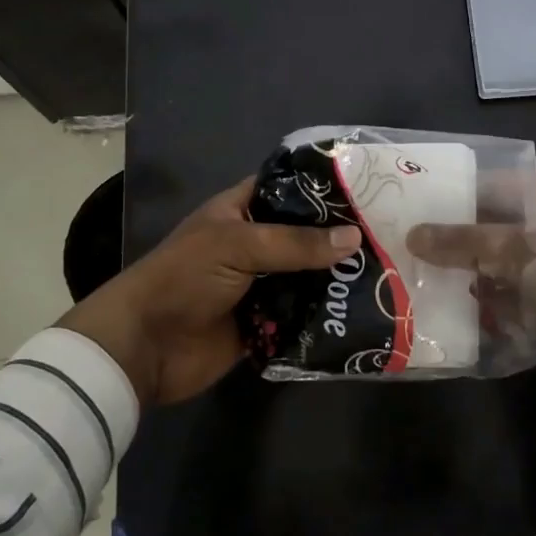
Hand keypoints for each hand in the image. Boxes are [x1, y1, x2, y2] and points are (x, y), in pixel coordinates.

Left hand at [58, 179, 360, 407]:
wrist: (144, 347)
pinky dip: (325, 314)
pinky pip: (302, 314)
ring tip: (388, 271)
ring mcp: (261, 284)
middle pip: (305, 235)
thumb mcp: (238, 245)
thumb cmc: (184, 278)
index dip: (322, 188)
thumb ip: (296, 243)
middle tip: (390, 233)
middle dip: (340, 237)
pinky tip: (363, 310)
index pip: (288, 189)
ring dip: (337, 277)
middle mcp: (255, 243)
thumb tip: (355, 238)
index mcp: (242, 211)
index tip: (366, 188)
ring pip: (308, 275)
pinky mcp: (265, 322)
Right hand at [407, 174, 535, 411]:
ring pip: (498, 264)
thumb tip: (414, 235)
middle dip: (455, 238)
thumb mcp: (531, 250)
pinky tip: (451, 310)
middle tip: (405, 244)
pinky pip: (509, 296)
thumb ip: (473, 242)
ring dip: (467, 273)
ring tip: (416, 277)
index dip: (457, 192)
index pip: (496, 184)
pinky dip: (487, 303)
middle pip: (494, 226)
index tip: (413, 203)